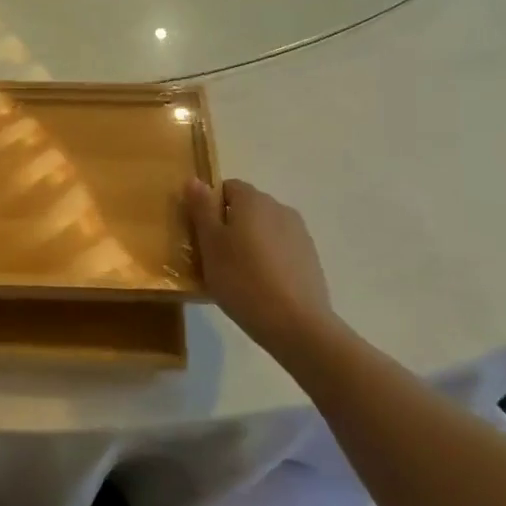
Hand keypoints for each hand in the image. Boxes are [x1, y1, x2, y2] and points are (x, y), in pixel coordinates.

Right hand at [186, 177, 336, 355]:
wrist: (296, 324)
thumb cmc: (242, 279)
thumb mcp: (210, 244)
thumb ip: (202, 209)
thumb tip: (195, 180)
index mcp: (253, 199)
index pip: (226, 188)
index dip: (209, 207)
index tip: (201, 234)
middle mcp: (279, 208)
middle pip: (247, 208)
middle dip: (229, 226)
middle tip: (213, 257)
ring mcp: (299, 234)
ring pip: (264, 230)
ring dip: (249, 243)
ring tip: (237, 275)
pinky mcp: (311, 259)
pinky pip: (280, 250)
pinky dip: (268, 260)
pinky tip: (260, 287)